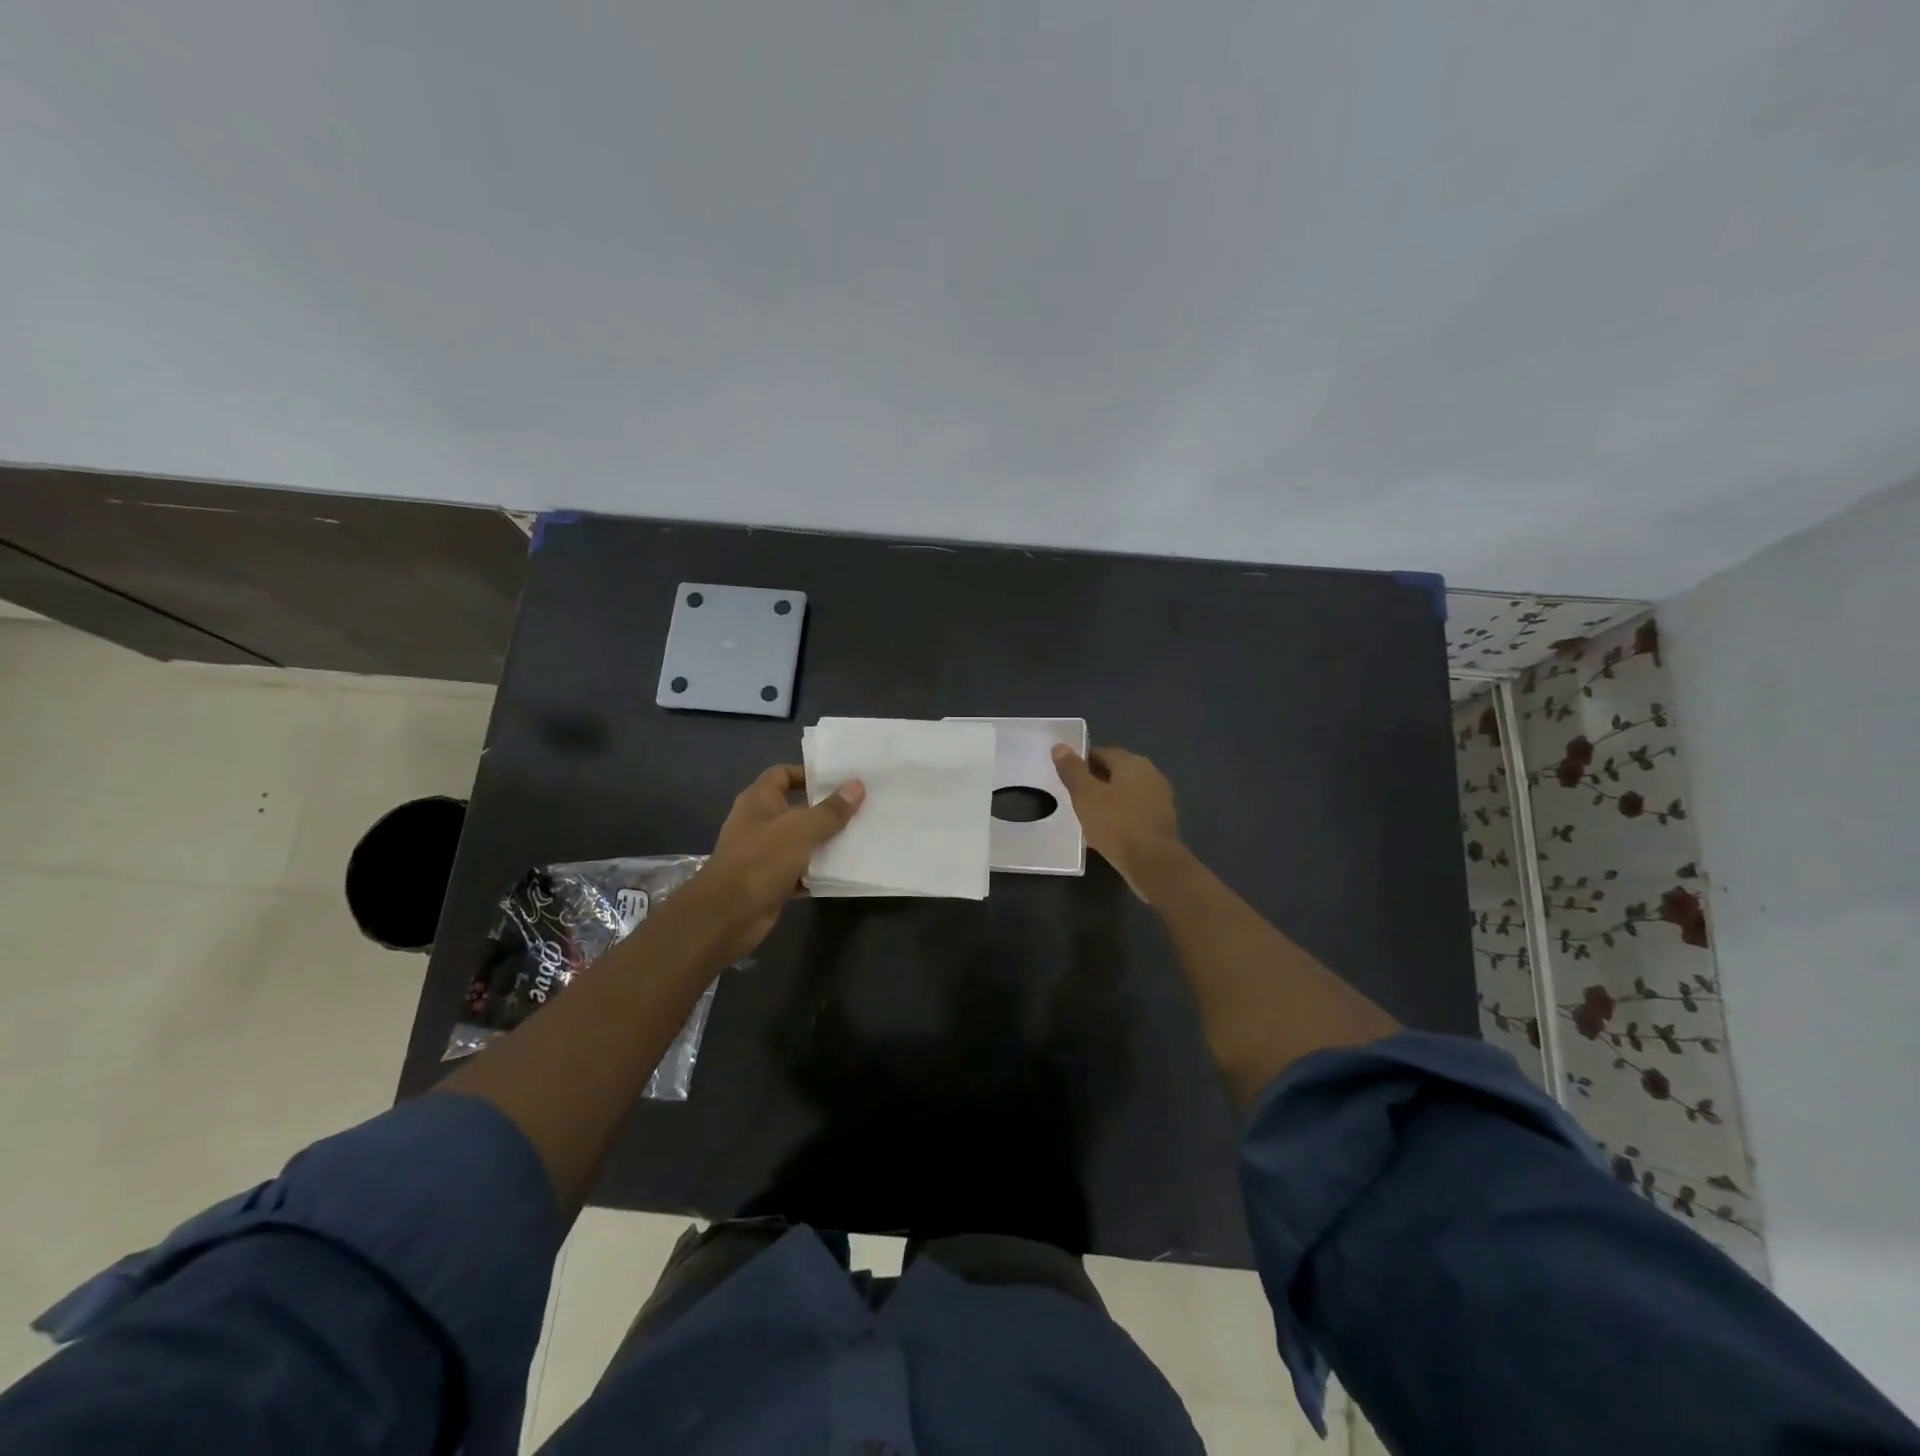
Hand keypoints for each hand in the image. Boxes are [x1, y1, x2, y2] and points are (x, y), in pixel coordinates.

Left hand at [684, 765, 863, 963]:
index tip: (841, 780)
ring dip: (826, 841)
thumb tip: (857, 786)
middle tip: (862, 806)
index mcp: (759, 801)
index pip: (783, 774)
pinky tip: (846, 869)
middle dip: (827, 809)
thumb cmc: (761, 861)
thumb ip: (830, 810)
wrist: (727, 917)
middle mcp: (760, 823)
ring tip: (861, 835)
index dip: (808, 773)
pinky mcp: (771, 880)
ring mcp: (765, 853)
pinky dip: (819, 870)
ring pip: (802, 841)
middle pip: (797, 808)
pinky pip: (801, 869)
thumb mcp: (800, 830)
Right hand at [1052, 744, 1181, 897]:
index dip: (1082, 762)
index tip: (1067, 776)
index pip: (1103, 753)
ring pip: (1126, 792)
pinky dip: (1121, 815)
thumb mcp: (1085, 795)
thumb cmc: (1116, 823)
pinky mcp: (1162, 821)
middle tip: (1074, 796)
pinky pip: (1135, 810)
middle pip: (1117, 772)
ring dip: (1109, 799)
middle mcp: (1151, 774)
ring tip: (1088, 814)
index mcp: (1133, 763)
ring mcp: (1160, 798)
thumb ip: (1073, 770)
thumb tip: (1060, 746)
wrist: (1152, 863)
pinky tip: (1107, 830)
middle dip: (1096, 781)